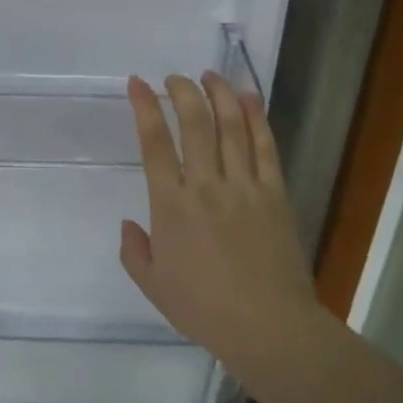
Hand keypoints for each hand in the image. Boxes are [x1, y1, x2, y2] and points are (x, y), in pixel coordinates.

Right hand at [120, 72, 317, 367]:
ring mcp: (244, 186)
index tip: (138, 83)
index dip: (145, 108)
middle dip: (182, 92)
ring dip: (219, 94)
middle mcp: (206, 185)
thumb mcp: (153, 286)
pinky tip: (248, 98)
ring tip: (209, 75)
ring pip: (230, 126)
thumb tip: (128, 223)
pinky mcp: (274, 193)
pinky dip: (256, 117)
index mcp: (171, 205)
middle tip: (175, 78)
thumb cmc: (204, 309)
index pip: (154, 144)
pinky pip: (264, 146)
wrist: (268, 327)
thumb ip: (134, 251)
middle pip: (194, 123)